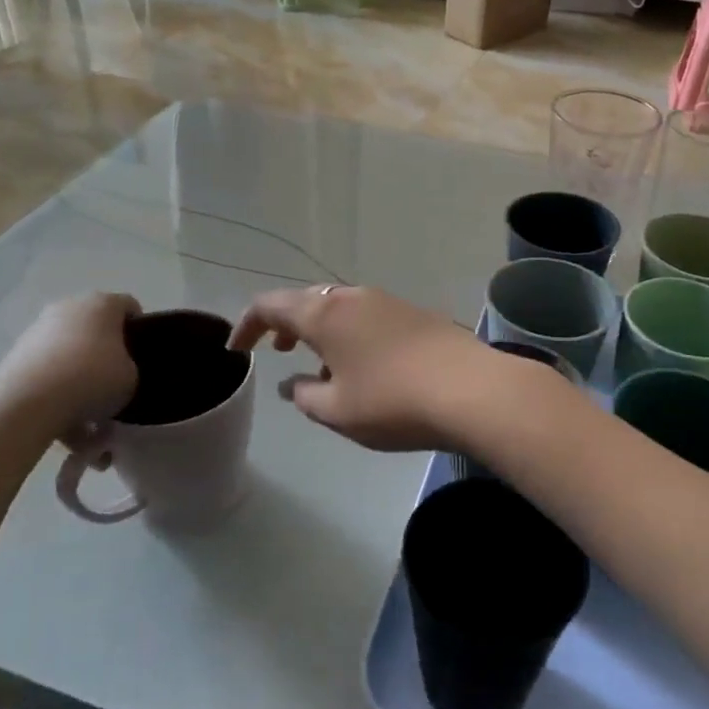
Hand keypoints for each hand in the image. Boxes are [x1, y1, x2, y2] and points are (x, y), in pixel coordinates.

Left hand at [0, 294, 139, 439]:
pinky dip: (59, 397)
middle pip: (96, 330)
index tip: (142, 356)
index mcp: (102, 304)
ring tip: (91, 421)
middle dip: (107, 356)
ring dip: (81, 381)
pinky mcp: (16, 356)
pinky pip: (49, 377)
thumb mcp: (132, 377)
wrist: (28, 402)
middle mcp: (69, 308)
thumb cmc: (92, 378)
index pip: (129, 307)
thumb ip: (130, 369)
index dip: (140, 330)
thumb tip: (116, 374)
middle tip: (116, 385)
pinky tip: (69, 430)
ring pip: (70, 356)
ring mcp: (38, 331)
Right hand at [229, 285, 499, 451]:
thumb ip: (304, 395)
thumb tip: (292, 383)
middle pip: (306, 301)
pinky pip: (368, 316)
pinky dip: (350, 334)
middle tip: (278, 352)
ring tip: (321, 366)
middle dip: (285, 324)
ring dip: (321, 330)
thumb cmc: (392, 402)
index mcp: (324, 314)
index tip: (236, 349)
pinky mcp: (415, 313)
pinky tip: (363, 366)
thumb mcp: (336, 411)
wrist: (471, 389)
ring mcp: (388, 301)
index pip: (270, 305)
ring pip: (340, 308)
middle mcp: (353, 297)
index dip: (247, 325)